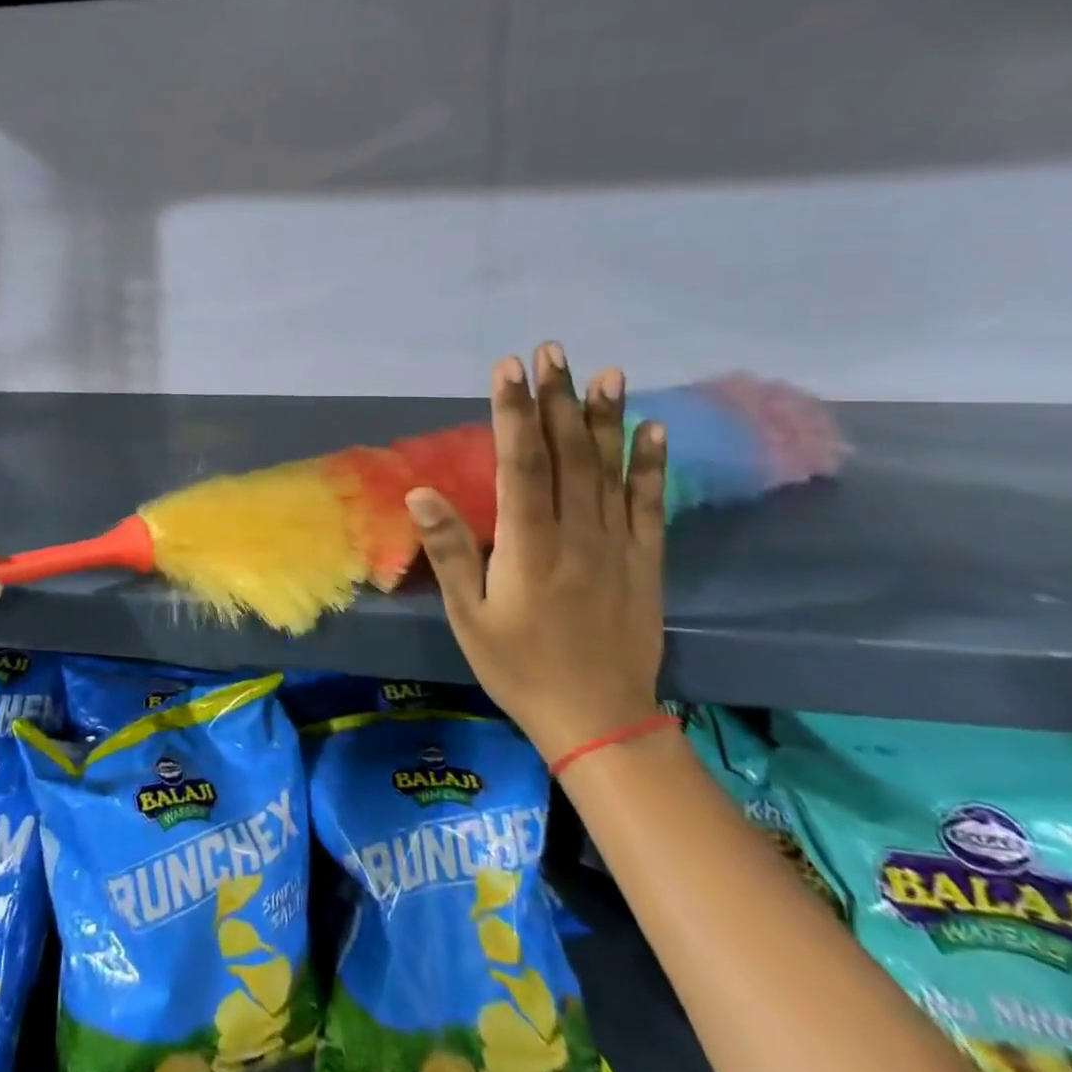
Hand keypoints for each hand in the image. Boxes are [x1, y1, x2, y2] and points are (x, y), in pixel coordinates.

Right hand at [407, 342, 667, 763]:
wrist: (598, 720)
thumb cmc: (518, 666)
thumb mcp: (469, 616)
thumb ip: (449, 551)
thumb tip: (420, 492)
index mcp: (530, 546)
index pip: (521, 464)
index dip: (514, 413)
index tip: (509, 369)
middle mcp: (577, 534)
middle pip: (567, 454)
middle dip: (557, 398)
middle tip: (552, 351)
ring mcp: (617, 546)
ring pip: (609, 469)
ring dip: (605, 418)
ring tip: (606, 372)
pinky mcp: (645, 562)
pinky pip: (649, 505)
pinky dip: (651, 465)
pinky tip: (651, 429)